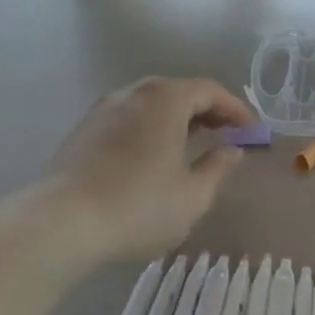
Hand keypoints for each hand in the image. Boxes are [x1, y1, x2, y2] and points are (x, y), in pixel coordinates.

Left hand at [46, 77, 255, 261]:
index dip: (235, 109)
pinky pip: (128, 120)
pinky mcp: (83, 132)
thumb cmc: (138, 206)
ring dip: (177, 120)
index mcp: (164, 99)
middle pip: (178, 92)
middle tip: (226, 135)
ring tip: (193, 146)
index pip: (209, 90)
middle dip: (207, 111)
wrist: (62, 223)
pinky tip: (153, 158)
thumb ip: (218, 167)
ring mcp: (102, 110)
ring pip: (150, 105)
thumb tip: (233, 149)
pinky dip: (150, 130)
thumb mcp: (192, 195)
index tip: (252, 131)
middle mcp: (132, 93)